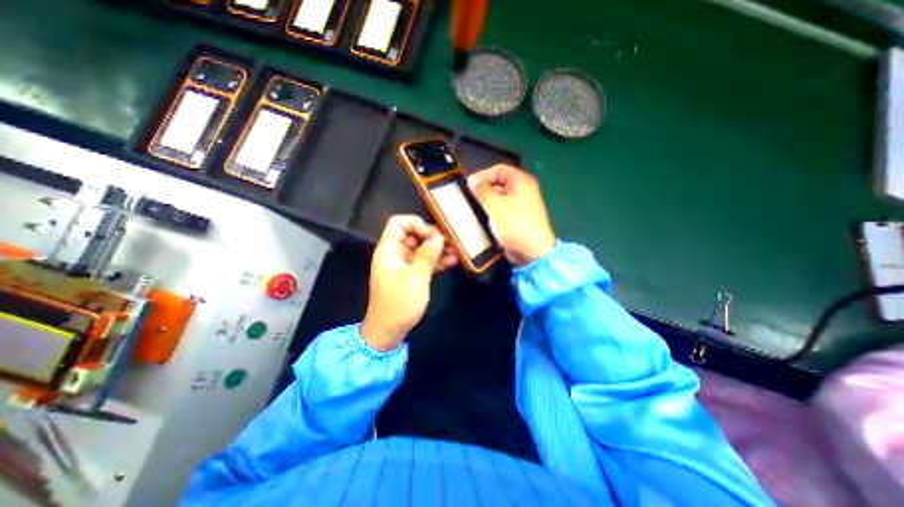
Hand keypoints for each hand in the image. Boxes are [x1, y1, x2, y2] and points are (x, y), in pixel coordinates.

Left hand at [361, 213, 458, 348]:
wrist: (389, 330)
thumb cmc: (399, 303)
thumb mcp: (416, 278)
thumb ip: (427, 255)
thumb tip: (438, 236)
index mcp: (389, 250)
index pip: (398, 224)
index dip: (415, 224)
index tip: (432, 234)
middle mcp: (396, 254)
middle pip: (413, 235)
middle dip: (432, 236)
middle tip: (450, 241)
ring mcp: (405, 265)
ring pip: (421, 248)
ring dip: (438, 249)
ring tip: (456, 250)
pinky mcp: (412, 275)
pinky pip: (425, 262)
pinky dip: (437, 261)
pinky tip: (453, 260)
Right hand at [469, 164, 554, 265]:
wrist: (531, 251)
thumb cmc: (513, 223)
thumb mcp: (494, 204)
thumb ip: (482, 190)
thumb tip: (473, 181)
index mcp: (521, 181)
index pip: (498, 169)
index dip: (482, 174)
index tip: (468, 186)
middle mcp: (523, 190)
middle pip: (499, 183)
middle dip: (483, 190)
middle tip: (468, 198)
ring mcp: (521, 206)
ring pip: (499, 198)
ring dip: (486, 203)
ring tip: (472, 209)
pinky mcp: (517, 219)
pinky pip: (502, 211)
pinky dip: (492, 213)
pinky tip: (481, 219)